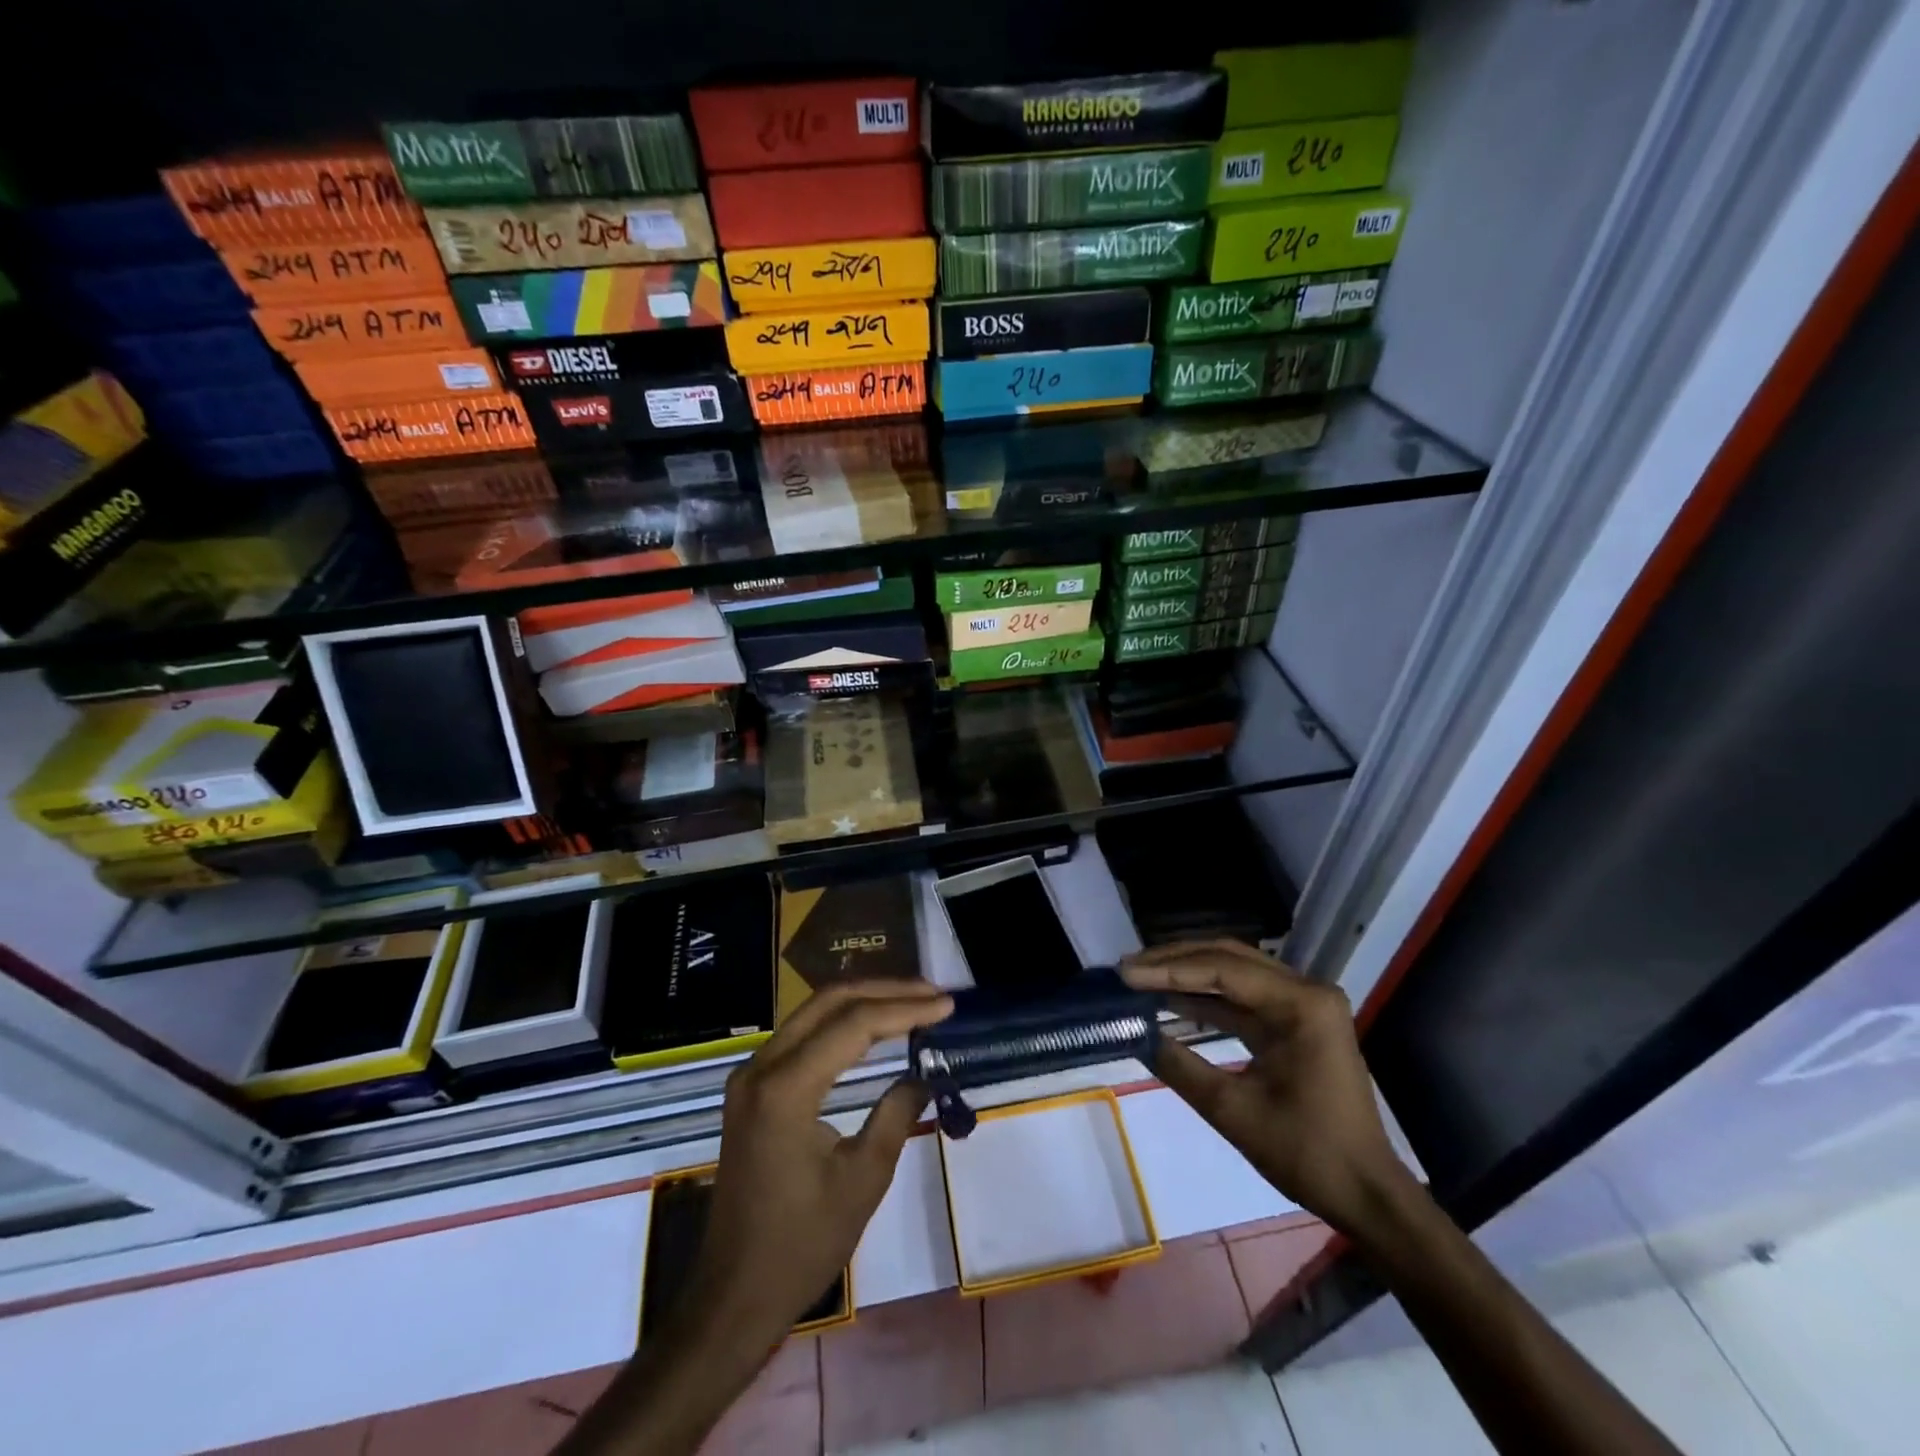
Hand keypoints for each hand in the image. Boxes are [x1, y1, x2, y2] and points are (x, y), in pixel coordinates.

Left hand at [685, 981, 952, 1345]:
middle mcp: (761, 1067)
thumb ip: (897, 1114)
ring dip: (864, 1001)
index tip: (947, 1005)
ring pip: (813, 1012)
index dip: (905, 1008)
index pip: (854, 1024)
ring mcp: (751, 1075)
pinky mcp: (752, 1088)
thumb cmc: (802, 1245)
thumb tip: (924, 1073)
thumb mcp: (863, 1180)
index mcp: (786, 1089)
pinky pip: (801, 1034)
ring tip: (913, 1001)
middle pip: (829, 1002)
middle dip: (885, 990)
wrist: (734, 1296)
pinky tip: (873, 1026)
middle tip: (933, 993)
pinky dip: (841, 1022)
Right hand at [1121, 940, 1412, 1232]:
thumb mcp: (1233, 1111)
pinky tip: (1171, 1000)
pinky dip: (1206, 997)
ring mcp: (1304, 1003)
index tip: (1125, 974)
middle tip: (1128, 969)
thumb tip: (1135, 1033)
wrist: (1367, 1195)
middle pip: (1228, 958)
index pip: (1222, 970)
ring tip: (1140, 978)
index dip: (1168, 969)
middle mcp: (1306, 990)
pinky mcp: (1297, 1021)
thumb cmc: (1306, 1153)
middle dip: (1174, 961)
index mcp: (1301, 1004)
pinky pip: (1244, 996)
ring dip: (1187, 974)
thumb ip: (1179, 1065)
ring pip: (1234, 971)